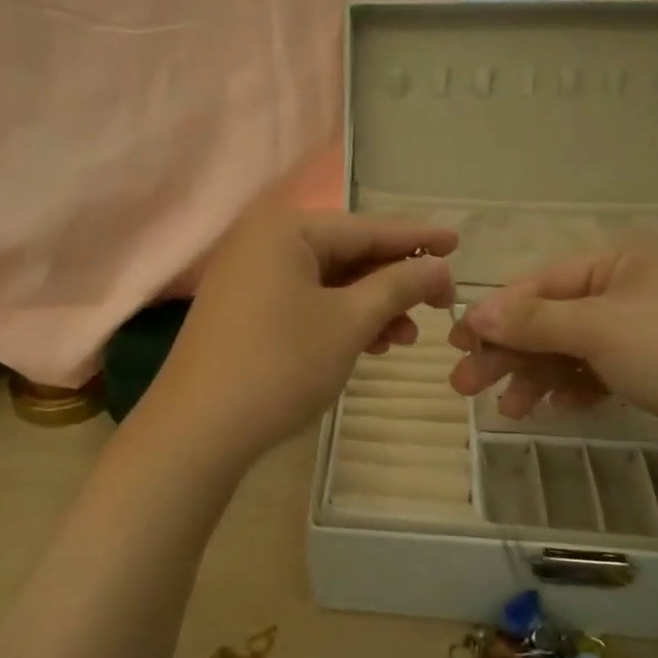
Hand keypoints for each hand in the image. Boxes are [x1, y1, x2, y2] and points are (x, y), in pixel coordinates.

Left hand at [146, 194, 457, 464]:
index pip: (366, 228)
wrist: (197, 429)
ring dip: (370, 306)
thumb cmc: (280, 365)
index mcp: (287, 230)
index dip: (417, 239)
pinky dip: (339, 319)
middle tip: (440, 305)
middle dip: (394, 281)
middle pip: (347, 253)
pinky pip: (304, 301)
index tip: (459, 243)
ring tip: (406, 337)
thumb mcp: (348, 322)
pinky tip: (368, 344)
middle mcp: (264, 242)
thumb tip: (439, 267)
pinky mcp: (243, 310)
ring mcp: (249, 277)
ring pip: (327, 282)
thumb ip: (398, 286)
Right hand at [446, 232, 657, 466]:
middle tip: (466, 385)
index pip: (539, 285)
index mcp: (617, 261)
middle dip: (509, 352)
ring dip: (535, 377)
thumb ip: (536, 320)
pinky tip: (553, 409)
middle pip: (549, 318)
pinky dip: (571, 388)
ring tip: (508, 410)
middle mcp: (625, 287)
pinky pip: (594, 370)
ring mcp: (640, 328)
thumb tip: (476, 312)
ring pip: (569, 349)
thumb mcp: (603, 330)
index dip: (496, 316)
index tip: (459, 345)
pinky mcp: (652, 365)